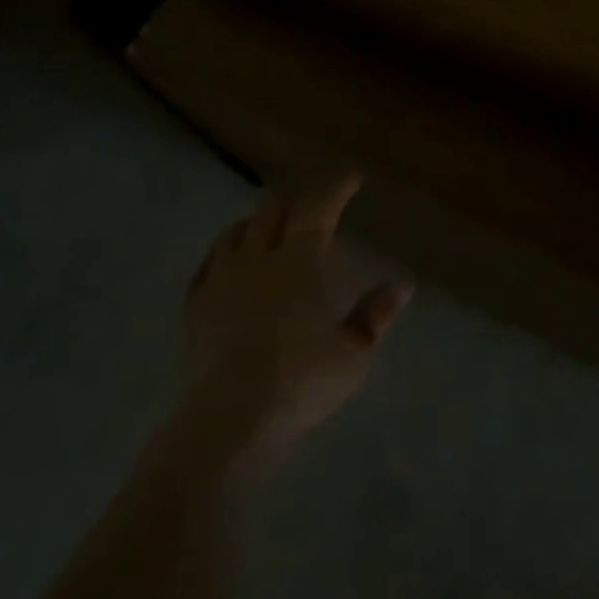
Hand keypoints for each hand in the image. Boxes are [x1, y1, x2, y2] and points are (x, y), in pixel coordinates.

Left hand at [174, 173, 409, 472]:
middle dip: (297, 194)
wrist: (227, 423)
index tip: (352, 176)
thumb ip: (376, 315)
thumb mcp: (353, 353)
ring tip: (272, 223)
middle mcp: (260, 257)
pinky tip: (232, 258)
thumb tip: (402, 286)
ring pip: (238, 229)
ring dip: (260, 219)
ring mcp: (223, 279)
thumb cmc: (300, 381)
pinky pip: (210, 262)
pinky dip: (227, 248)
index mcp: (301, 259)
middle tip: (314, 197)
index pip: (319, 204)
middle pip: (274, 206)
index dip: (336, 184)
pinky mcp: (196, 307)